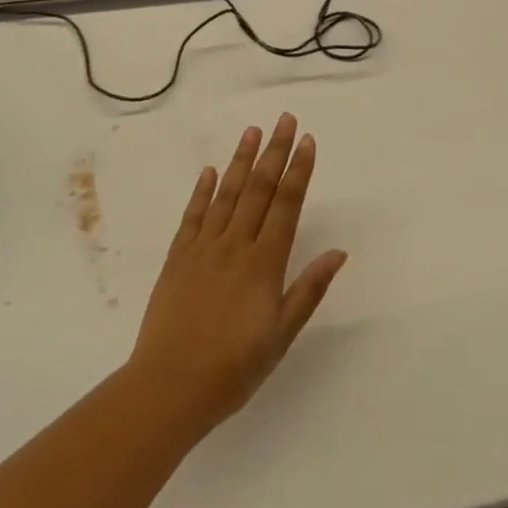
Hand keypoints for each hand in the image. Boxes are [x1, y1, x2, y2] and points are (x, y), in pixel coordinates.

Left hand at [127, 113, 346, 435]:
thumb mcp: (280, 336)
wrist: (168, 388)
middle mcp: (235, 245)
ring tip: (252, 131)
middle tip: (284, 119)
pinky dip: (202, 191)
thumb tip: (338, 253)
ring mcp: (203, 248)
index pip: (286, 204)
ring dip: (242, 160)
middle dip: (274, 151)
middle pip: (259, 189)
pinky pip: (193, 216)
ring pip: (227, 194)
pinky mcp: (178, 258)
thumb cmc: (233, 369)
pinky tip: (211, 171)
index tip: (306, 140)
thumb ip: (308, 290)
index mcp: (264, 263)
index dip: (298, 170)